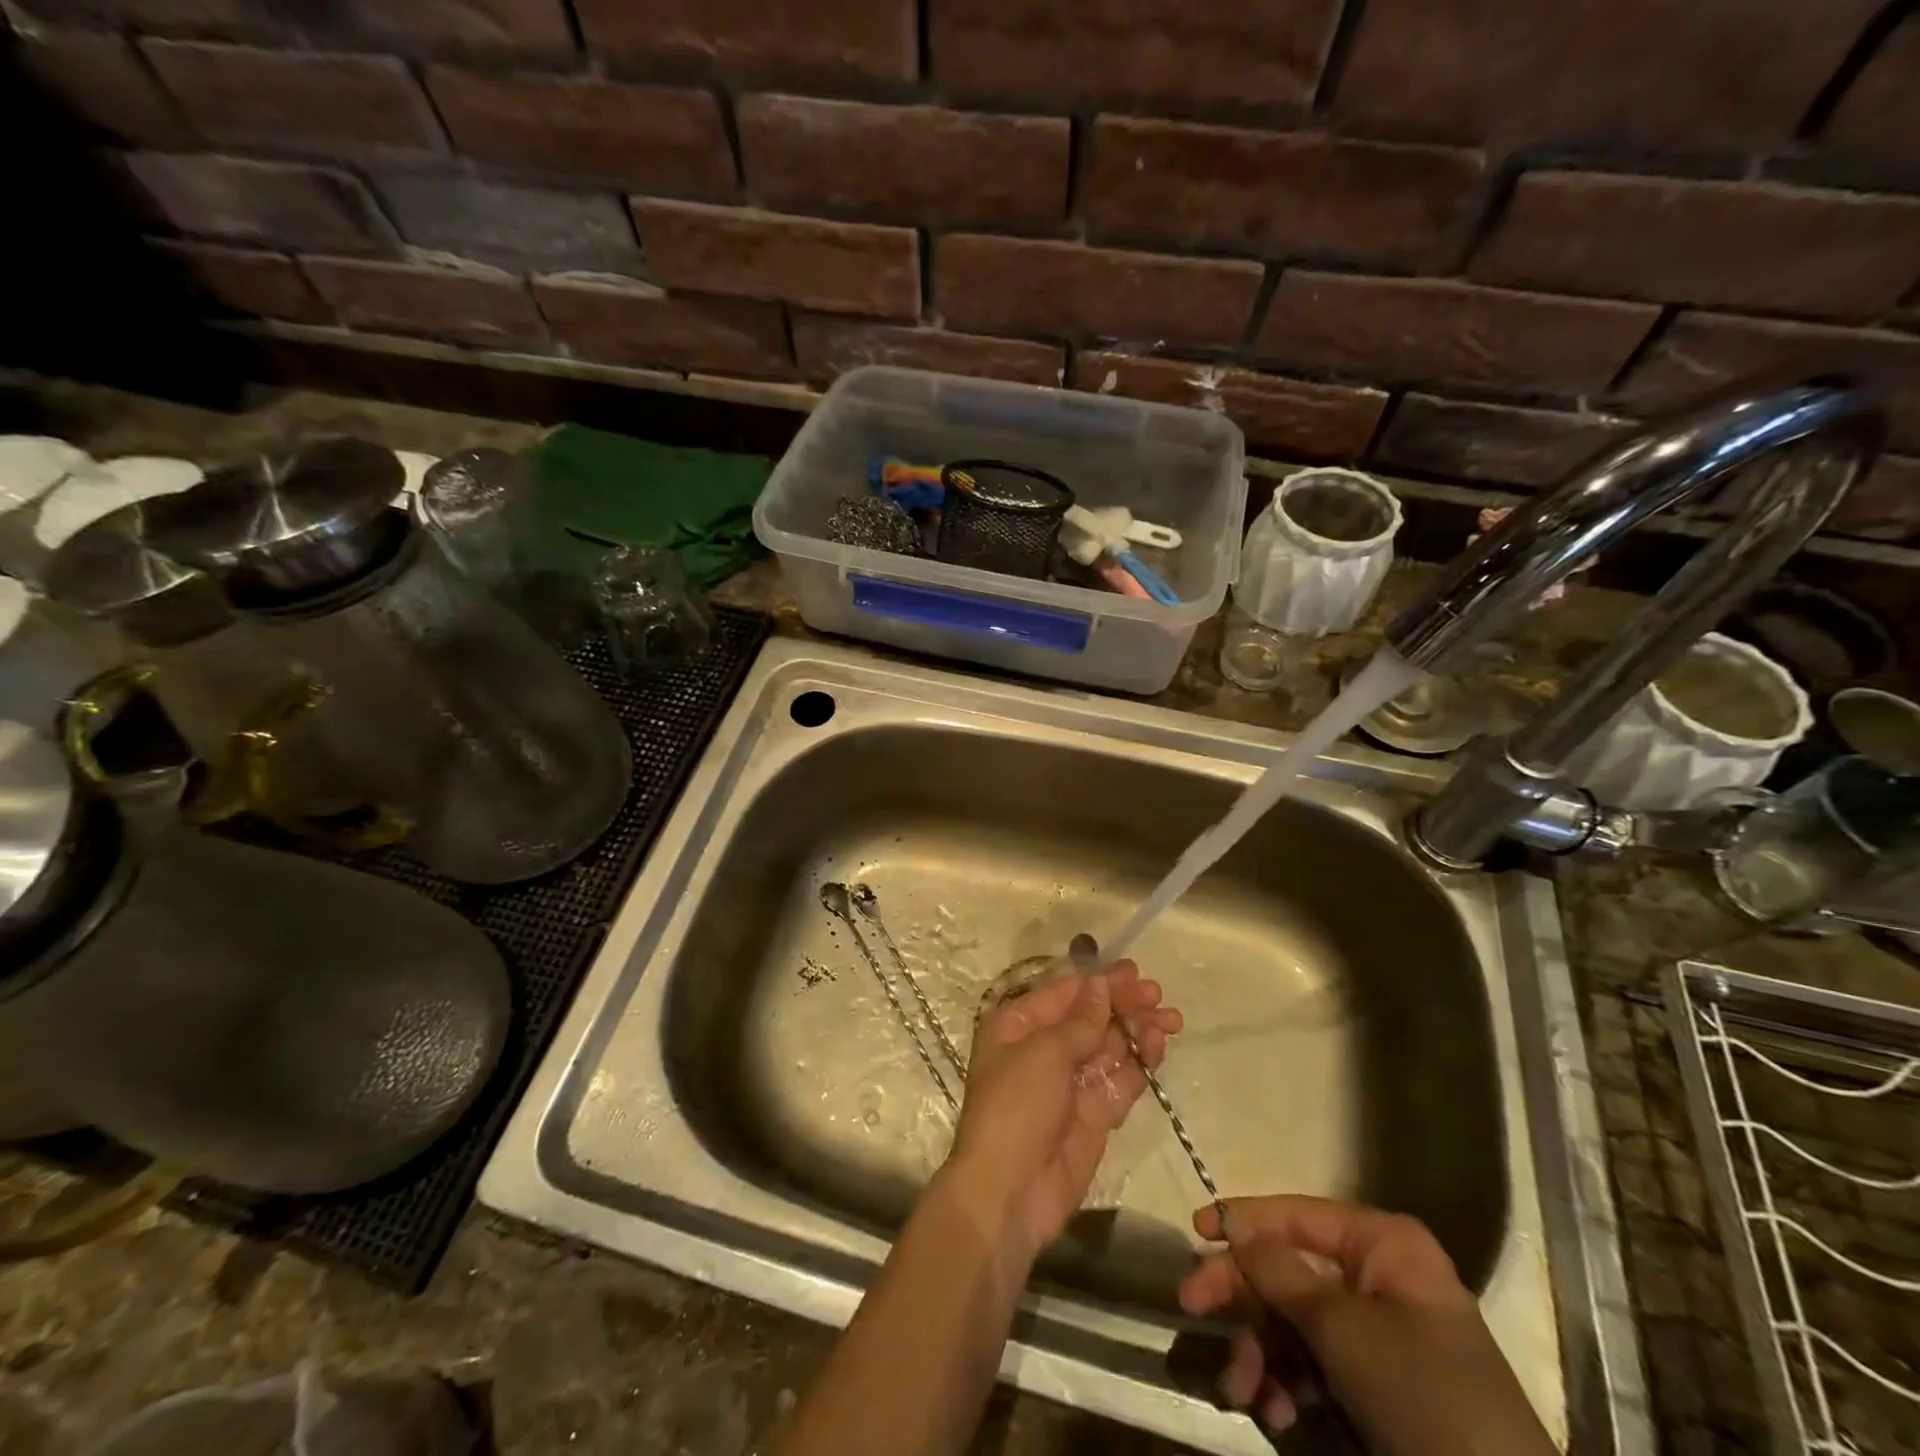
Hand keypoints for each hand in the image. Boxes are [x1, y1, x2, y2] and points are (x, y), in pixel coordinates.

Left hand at [942, 961, 1181, 1258]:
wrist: (1009, 1192)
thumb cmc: (1016, 1106)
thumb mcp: (1045, 1053)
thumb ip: (1081, 1021)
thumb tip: (1101, 984)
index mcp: (1018, 1026)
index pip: (1064, 994)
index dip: (1099, 982)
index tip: (1135, 972)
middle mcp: (1043, 1049)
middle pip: (1090, 1018)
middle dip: (1123, 1004)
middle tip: (1157, 995)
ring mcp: (1070, 1083)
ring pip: (1109, 1047)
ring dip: (1137, 1030)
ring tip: (1169, 1019)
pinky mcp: (1093, 1115)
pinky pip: (1119, 1080)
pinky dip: (1139, 1063)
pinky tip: (1157, 1046)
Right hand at [1177, 1196, 1555, 1455]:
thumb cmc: (1422, 1396)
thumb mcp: (1340, 1327)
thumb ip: (1278, 1270)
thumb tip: (1235, 1227)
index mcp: (1382, 1245)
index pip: (1296, 1214)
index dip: (1243, 1219)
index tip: (1195, 1231)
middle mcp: (1380, 1277)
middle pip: (1289, 1269)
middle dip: (1243, 1297)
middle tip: (1192, 1309)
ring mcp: (1381, 1334)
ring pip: (1296, 1322)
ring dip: (1260, 1352)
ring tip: (1240, 1392)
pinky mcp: (1379, 1386)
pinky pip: (1317, 1365)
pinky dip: (1288, 1385)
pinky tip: (1275, 1413)